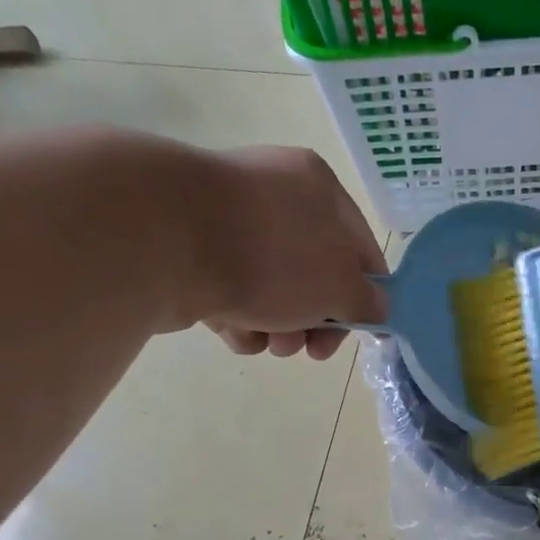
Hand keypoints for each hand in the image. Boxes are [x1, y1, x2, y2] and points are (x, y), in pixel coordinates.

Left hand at [113, 137, 386, 357]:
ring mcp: (228, 218)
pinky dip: (237, 316)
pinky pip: (230, 290)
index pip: (360, 249)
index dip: (368, 296)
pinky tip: (232, 330)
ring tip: (268, 344)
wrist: (163, 238)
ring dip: (279, 326)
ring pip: (272, 288)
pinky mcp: (190, 246)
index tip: (362, 334)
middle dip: (316, 321)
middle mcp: (274, 193)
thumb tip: (377, 308)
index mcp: (318, 188)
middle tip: (310, 350)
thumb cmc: (271, 256)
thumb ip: (366, 301)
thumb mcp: (338, 286)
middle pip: (313, 273)